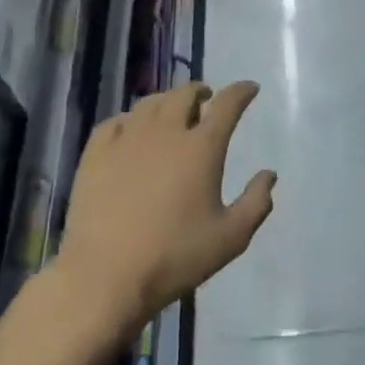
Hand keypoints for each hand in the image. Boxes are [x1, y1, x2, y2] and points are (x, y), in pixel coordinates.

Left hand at [58, 81, 275, 330]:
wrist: (105, 276)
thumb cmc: (175, 256)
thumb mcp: (231, 238)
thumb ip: (256, 203)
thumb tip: (269, 175)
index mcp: (202, 148)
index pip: (227, 104)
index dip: (241, 92)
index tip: (249, 88)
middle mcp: (166, 132)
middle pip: (185, 94)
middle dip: (200, 91)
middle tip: (206, 99)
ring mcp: (126, 140)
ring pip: (150, 104)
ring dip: (167, 102)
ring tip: (171, 112)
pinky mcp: (95, 154)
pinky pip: (115, 122)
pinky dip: (130, 119)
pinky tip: (131, 130)